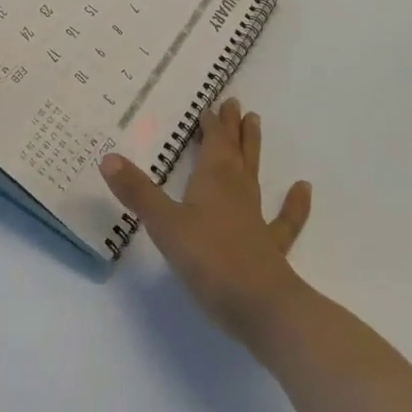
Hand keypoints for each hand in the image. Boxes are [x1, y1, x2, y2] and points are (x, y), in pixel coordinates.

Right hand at [102, 98, 311, 352]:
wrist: (263, 308)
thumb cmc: (211, 261)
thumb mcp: (165, 225)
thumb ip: (137, 193)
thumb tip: (108, 158)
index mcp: (213, 180)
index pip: (213, 142)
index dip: (211, 124)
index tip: (210, 105)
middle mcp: (236, 191)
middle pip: (234, 151)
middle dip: (231, 127)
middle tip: (234, 103)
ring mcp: (256, 218)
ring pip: (253, 174)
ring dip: (252, 148)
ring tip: (256, 122)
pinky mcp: (270, 248)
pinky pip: (284, 220)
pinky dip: (294, 203)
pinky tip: (303, 188)